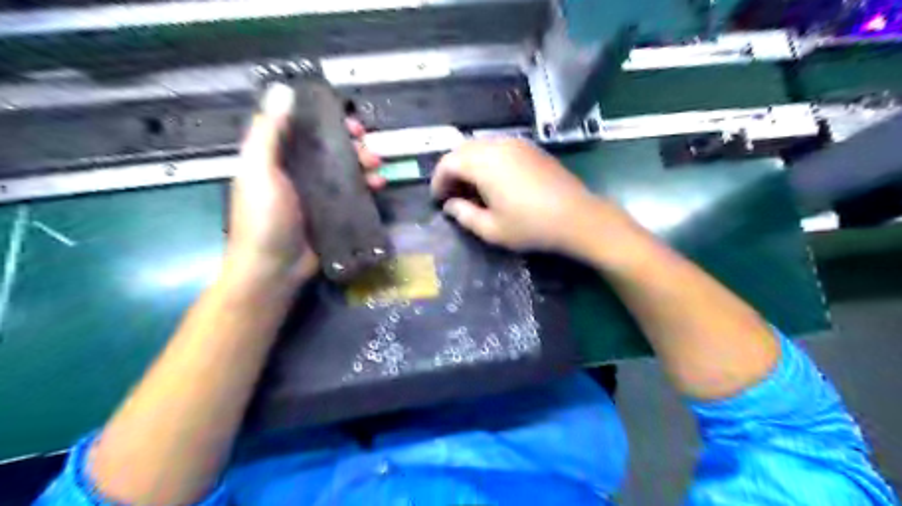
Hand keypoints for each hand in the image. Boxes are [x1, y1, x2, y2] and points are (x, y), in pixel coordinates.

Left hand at [230, 85, 382, 286]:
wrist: (274, 270)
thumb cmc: (264, 219)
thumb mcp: (260, 171)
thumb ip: (269, 132)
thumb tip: (282, 89)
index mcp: (276, 158)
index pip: (304, 128)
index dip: (326, 119)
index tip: (346, 119)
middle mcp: (298, 172)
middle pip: (329, 148)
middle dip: (352, 143)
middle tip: (368, 145)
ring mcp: (318, 194)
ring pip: (345, 169)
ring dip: (364, 163)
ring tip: (377, 166)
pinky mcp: (334, 213)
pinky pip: (353, 193)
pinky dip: (367, 186)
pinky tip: (379, 186)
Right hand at [432, 137, 628, 255]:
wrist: (577, 217)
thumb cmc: (530, 226)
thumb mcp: (491, 229)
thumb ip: (464, 215)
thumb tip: (450, 205)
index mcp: (483, 163)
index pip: (448, 163)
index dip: (438, 181)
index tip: (438, 200)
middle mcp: (497, 145)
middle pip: (462, 150)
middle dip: (451, 171)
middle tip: (452, 195)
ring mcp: (516, 143)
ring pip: (480, 147)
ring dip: (469, 165)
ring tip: (471, 189)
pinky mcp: (530, 148)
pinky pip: (498, 148)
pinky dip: (487, 161)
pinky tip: (493, 181)